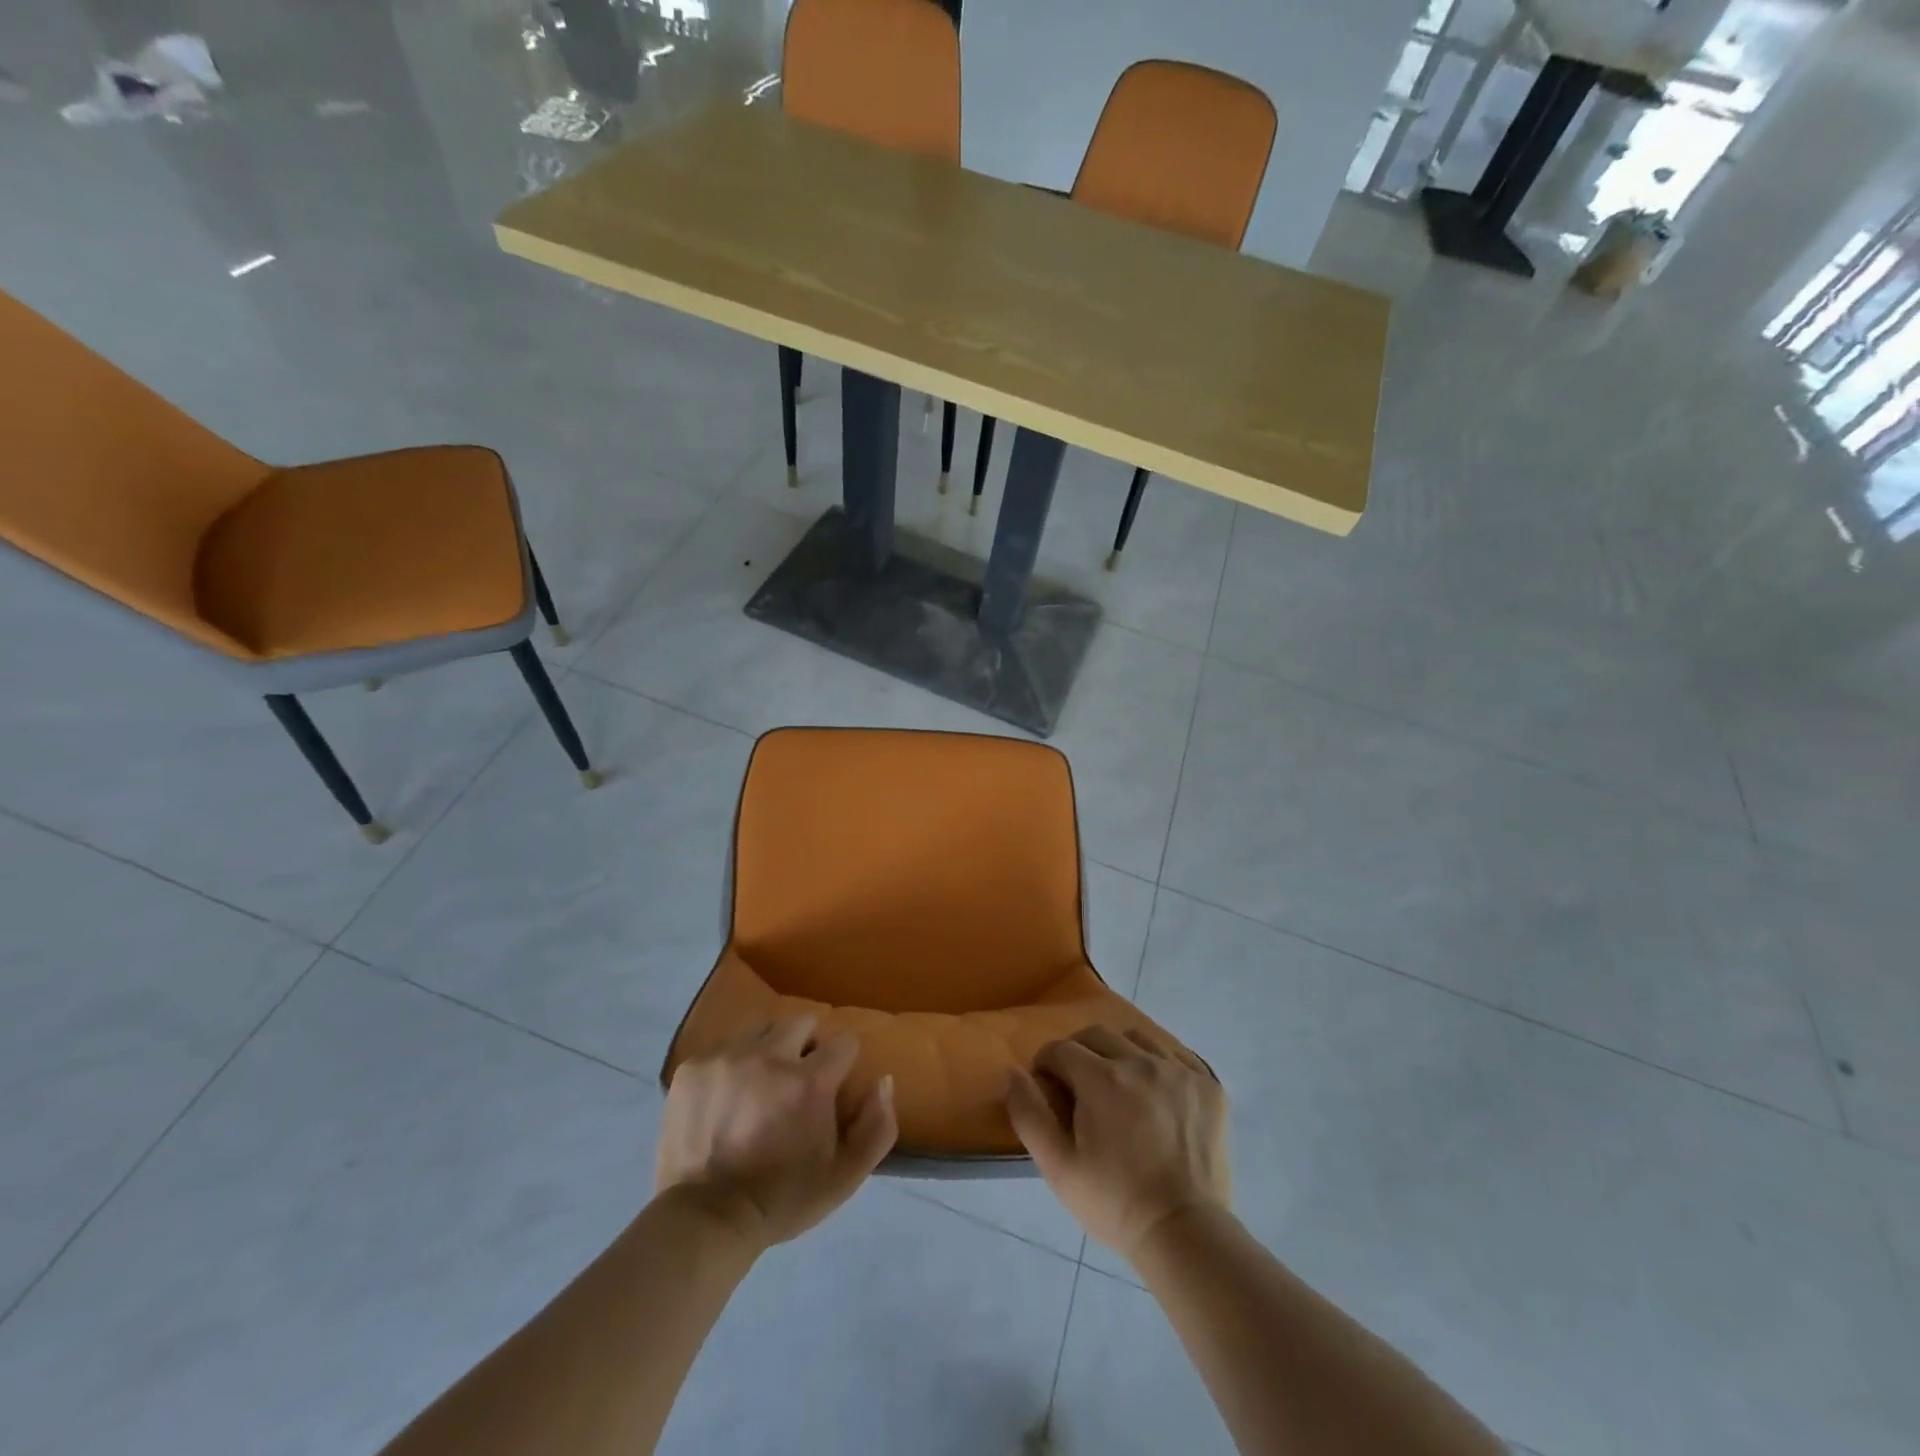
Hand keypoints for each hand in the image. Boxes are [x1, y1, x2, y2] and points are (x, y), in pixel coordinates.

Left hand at [657, 1017, 896, 1250]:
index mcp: (808, 1082)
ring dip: (769, 1050)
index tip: (832, 1085)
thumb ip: (878, 1126)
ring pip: (762, 1029)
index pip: (844, 1041)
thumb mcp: (845, 1177)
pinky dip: (733, 1065)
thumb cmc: (782, 1200)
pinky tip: (727, 1098)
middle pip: (802, 1022)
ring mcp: (727, 1058)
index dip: (843, 1062)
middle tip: (797, 1080)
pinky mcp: (693, 1067)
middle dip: (807, 1045)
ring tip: (760, 1085)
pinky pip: (724, 1047)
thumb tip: (883, 1080)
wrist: (705, 1221)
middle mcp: (769, 1057)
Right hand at [1007, 1026, 1228, 1258]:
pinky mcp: (1208, 1085)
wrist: (1185, 1233)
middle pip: (1096, 1035)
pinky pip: (1175, 1055)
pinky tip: (1155, 1092)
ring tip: (1119, 1085)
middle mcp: (1139, 1061)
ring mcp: (1178, 1071)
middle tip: (1079, 1086)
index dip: (1046, 1065)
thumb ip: (1029, 1114)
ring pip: (1136, 1038)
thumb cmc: (1114, 1203)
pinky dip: (1158, 1064)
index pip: (1060, 1049)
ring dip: (1118, 1052)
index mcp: (1100, 1078)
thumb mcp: (1058, 1167)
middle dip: (1078, 1053)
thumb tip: (1012, 1073)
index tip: (1048, 1088)